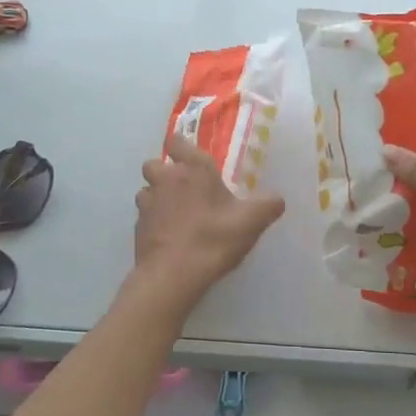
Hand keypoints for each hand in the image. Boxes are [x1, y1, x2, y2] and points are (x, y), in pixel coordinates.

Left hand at [134, 136, 285, 297]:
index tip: (190, 156)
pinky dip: (154, 222)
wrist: (174, 274)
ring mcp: (147, 203)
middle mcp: (165, 179)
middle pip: (155, 164)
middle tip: (184, 188)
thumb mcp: (252, 221)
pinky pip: (144, 216)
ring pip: (146, 191)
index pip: (178, 141)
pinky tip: (169, 236)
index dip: (181, 146)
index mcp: (193, 169)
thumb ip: (268, 205)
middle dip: (165, 172)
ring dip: (157, 197)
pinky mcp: (137, 227)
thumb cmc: (213, 238)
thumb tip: (277, 199)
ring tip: (175, 214)